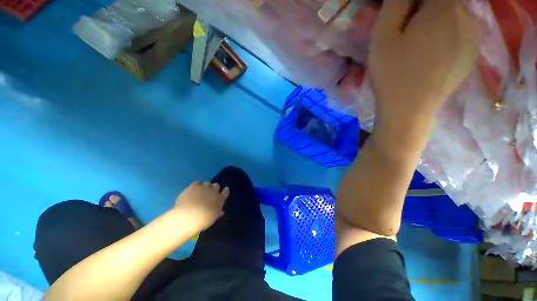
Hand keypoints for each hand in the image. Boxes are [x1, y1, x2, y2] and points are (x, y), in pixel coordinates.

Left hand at [173, 181, 229, 230]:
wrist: (187, 217)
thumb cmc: (202, 221)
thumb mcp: (212, 219)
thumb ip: (217, 213)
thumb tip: (221, 212)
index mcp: (220, 199)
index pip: (226, 191)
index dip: (224, 191)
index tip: (222, 192)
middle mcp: (214, 191)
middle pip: (216, 185)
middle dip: (214, 189)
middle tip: (209, 194)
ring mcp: (204, 187)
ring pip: (207, 183)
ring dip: (205, 187)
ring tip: (200, 192)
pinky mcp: (194, 186)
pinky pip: (197, 183)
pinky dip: (196, 186)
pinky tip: (193, 191)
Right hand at [369, 0, 478, 126]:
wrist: (409, 110)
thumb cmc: (392, 74)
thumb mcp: (382, 37)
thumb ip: (395, 5)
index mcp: (444, 8)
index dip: (413, 3)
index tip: (401, 18)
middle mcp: (466, 17)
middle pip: (444, 1)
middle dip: (424, 10)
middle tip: (407, 33)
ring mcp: (473, 37)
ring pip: (454, 16)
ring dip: (436, 22)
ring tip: (418, 47)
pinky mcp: (471, 55)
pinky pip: (460, 33)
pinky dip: (447, 36)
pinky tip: (432, 55)